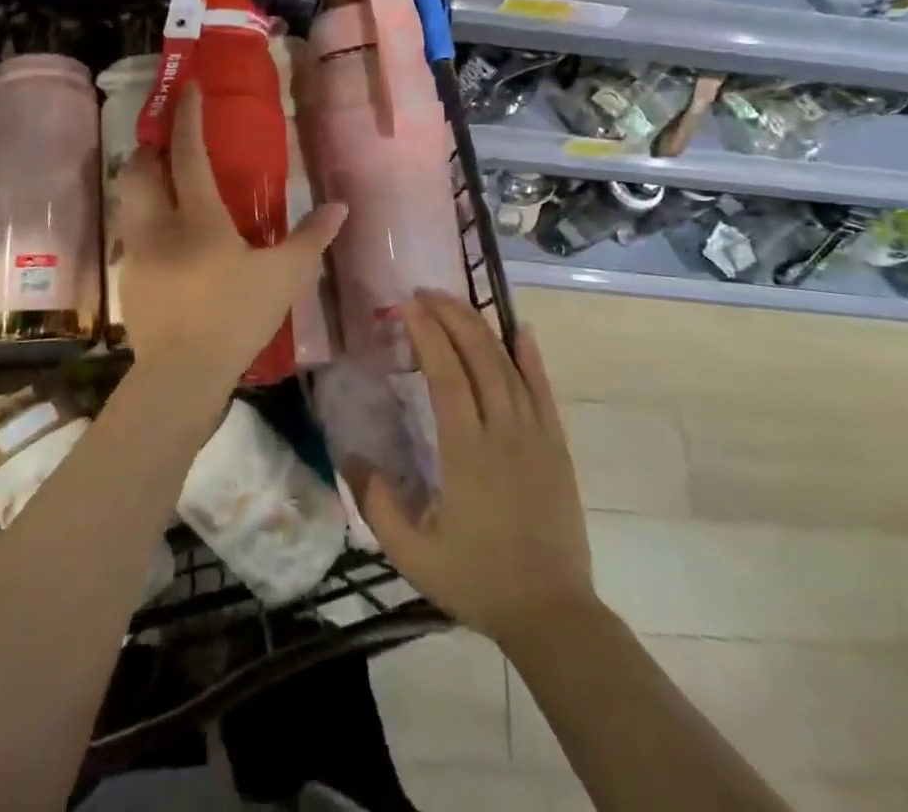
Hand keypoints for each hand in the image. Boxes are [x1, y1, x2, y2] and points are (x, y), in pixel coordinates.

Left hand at [113, 85, 346, 397]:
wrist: (181, 375)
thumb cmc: (236, 317)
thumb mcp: (285, 278)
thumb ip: (311, 238)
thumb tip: (340, 206)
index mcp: (198, 218)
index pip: (187, 154)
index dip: (187, 118)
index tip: (189, 89)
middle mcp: (158, 225)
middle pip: (139, 170)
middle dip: (150, 148)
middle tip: (170, 145)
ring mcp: (136, 252)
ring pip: (129, 201)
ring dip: (144, 184)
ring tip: (168, 189)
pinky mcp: (127, 279)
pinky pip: (131, 235)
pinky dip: (145, 223)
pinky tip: (167, 244)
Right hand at [355, 291, 595, 646]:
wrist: (551, 613)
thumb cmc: (477, 581)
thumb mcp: (412, 555)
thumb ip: (377, 505)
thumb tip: (351, 456)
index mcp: (467, 452)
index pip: (446, 375)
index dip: (427, 334)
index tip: (407, 307)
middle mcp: (503, 432)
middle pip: (478, 358)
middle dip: (451, 317)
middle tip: (426, 293)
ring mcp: (535, 436)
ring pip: (508, 367)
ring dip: (482, 329)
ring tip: (457, 303)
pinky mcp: (557, 446)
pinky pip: (544, 391)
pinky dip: (531, 358)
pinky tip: (521, 331)